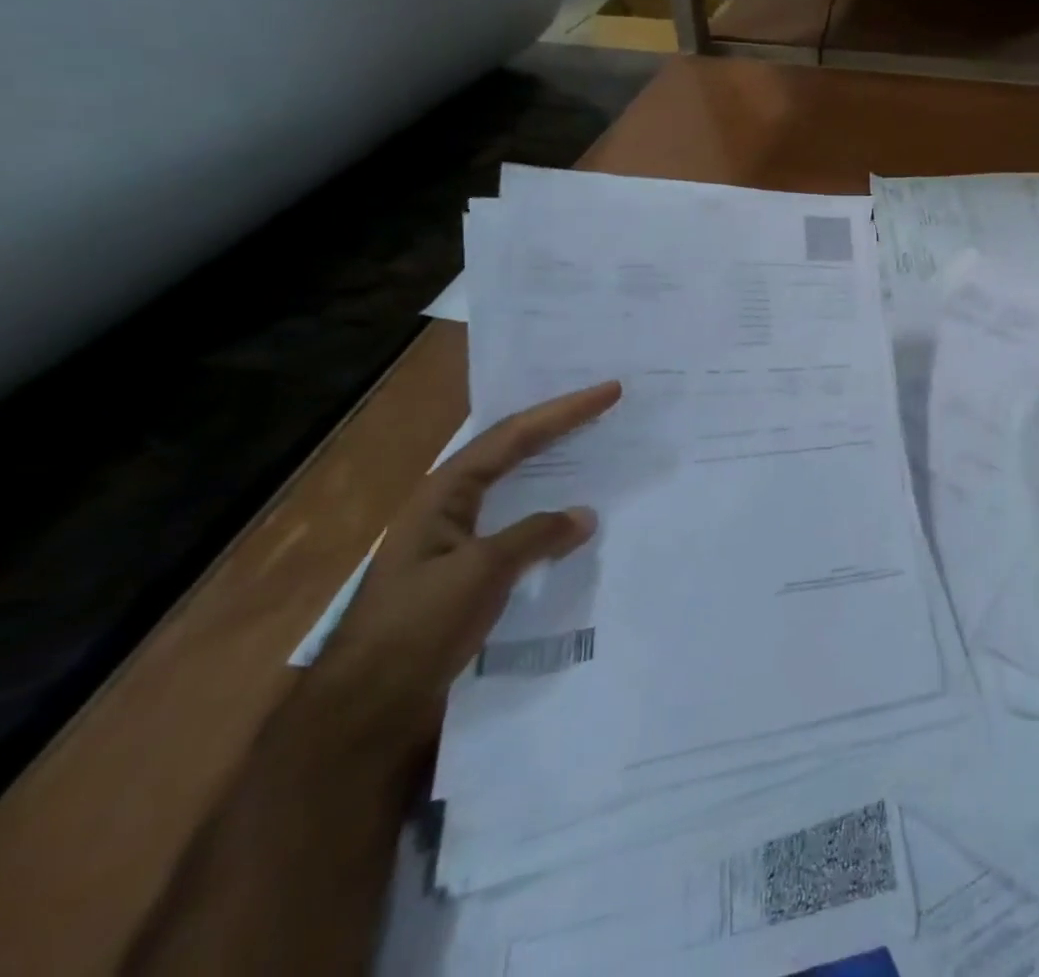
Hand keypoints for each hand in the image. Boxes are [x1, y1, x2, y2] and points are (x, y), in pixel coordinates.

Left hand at [308, 380, 621, 747]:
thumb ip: (535, 535)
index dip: (563, 411)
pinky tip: (573, 517)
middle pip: (511, 450)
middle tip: (605, 405)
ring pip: (516, 485)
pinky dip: (550, 509)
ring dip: (555, 463)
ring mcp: (457, 540)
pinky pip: (520, 523)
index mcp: (443, 494)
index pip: (513, 436)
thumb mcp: (480, 573)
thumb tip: (583, 514)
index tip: (609, 391)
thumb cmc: (417, 628)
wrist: (365, 710)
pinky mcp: (468, 571)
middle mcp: (449, 507)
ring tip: (596, 446)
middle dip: (559, 424)